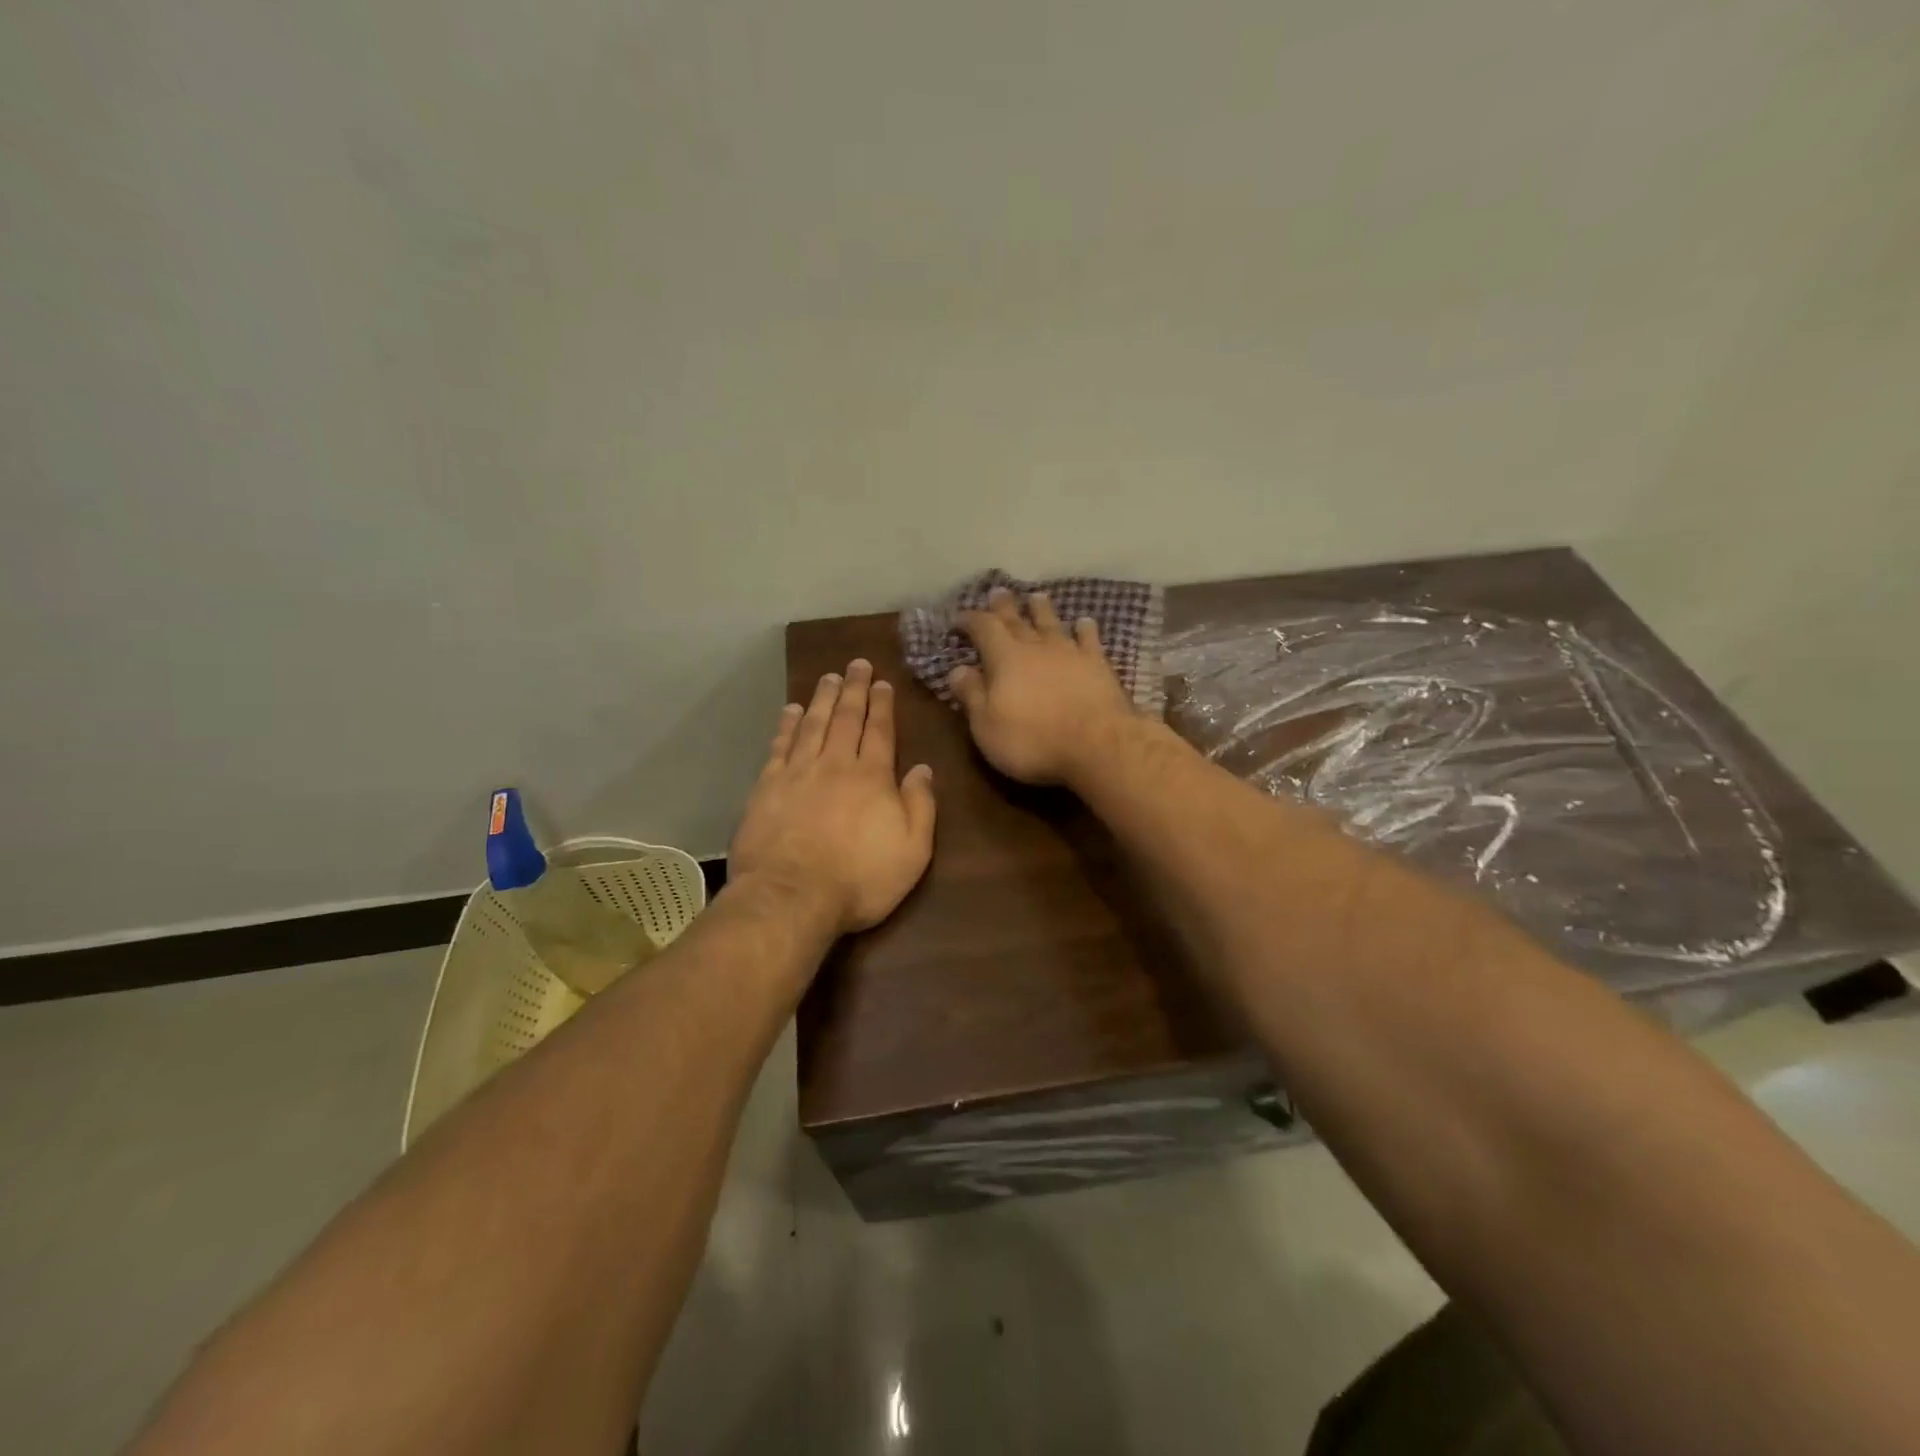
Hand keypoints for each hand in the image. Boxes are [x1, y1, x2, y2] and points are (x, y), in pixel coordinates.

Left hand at [729, 659, 937, 934]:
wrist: (792, 897)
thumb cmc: (860, 879)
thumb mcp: (912, 851)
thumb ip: (920, 806)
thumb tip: (923, 768)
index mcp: (872, 777)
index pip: (880, 731)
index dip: (882, 705)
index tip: (882, 683)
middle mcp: (835, 764)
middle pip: (845, 718)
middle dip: (853, 689)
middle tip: (856, 664)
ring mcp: (798, 773)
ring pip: (812, 724)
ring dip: (821, 698)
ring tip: (827, 677)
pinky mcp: (767, 787)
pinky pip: (779, 745)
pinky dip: (786, 725)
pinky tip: (789, 710)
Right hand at [950, 587, 1135, 785]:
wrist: (1097, 745)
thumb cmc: (1033, 740)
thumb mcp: (986, 726)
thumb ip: (971, 695)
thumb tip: (957, 669)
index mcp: (1004, 658)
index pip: (983, 628)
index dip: (969, 620)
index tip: (958, 618)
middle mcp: (1036, 646)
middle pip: (1017, 618)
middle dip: (1003, 605)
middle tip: (997, 592)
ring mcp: (1070, 652)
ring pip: (1051, 622)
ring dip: (1041, 608)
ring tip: (1035, 596)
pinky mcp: (1097, 664)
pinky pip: (1088, 638)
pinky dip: (1084, 628)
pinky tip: (1083, 622)